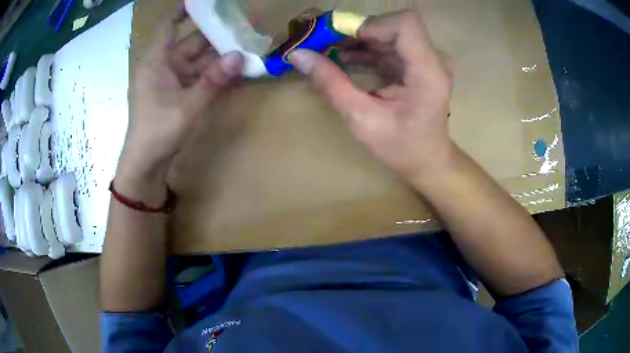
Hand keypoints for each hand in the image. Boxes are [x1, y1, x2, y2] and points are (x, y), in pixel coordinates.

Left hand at [118, 16, 243, 183]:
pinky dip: (215, 73)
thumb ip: (214, 80)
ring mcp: (171, 79)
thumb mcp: (187, 105)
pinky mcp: (178, 92)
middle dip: (216, 34)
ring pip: (199, 60)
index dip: (184, 10)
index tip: (204, 1)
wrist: (146, 164)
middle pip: (191, 41)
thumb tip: (239, 56)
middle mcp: (164, 65)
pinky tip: (234, 69)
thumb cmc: (158, 131)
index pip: (168, 25)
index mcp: (156, 61)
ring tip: (246, 46)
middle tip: (243, 25)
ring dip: (220, 55)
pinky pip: (199, 76)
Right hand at [289, 11, 452, 182]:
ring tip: (328, 51)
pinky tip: (344, 59)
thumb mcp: (363, 120)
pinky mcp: (416, 63)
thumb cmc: (401, 148)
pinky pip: (388, 45)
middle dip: (356, 32)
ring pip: (387, 32)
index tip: (343, 41)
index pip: (405, 24)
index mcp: (427, 72)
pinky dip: (365, 49)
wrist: (428, 160)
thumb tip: (298, 55)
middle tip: (323, 44)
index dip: (371, 25)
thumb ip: (331, 84)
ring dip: (356, 39)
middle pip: (392, 25)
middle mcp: (432, 59)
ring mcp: (425, 59)